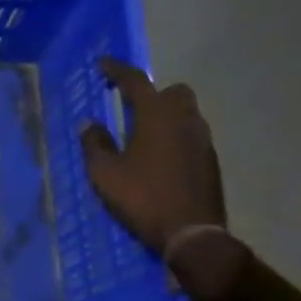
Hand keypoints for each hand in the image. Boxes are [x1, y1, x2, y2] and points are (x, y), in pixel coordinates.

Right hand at [80, 58, 225, 254]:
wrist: (193, 235)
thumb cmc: (143, 198)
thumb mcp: (105, 174)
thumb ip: (95, 144)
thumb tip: (90, 125)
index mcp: (157, 116)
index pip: (136, 81)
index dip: (117, 70)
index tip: (103, 64)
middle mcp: (185, 120)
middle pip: (173, 92)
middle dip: (153, 93)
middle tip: (131, 107)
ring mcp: (203, 141)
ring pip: (186, 114)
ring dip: (166, 116)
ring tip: (143, 135)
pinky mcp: (211, 162)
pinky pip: (191, 136)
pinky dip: (175, 137)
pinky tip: (159, 158)